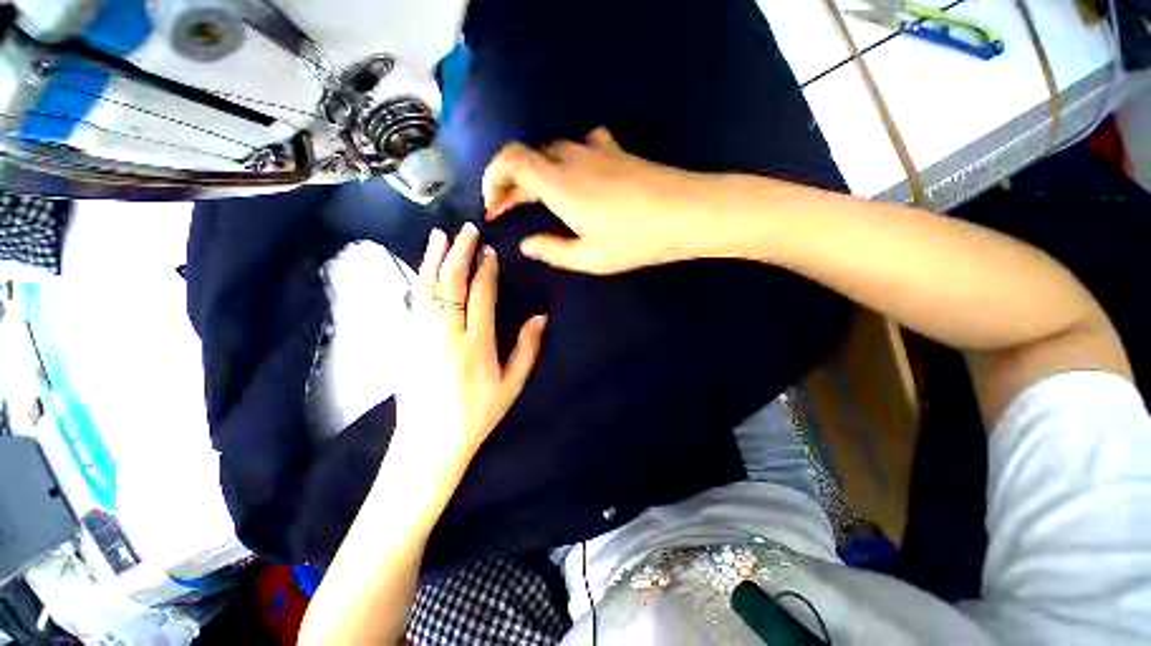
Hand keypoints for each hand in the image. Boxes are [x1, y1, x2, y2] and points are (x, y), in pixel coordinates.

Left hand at [394, 223, 546, 469]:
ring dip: (433, 259)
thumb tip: (540, 318)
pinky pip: (413, 303)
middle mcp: (446, 334)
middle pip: (451, 283)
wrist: (429, 442)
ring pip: (426, 288)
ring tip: (439, 236)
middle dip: (459, 253)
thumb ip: (527, 349)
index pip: (480, 295)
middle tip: (466, 230)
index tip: (489, 251)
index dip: (485, 270)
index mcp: (476, 344)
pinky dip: (419, 280)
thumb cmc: (477, 414)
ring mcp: (421, 336)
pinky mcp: (406, 342)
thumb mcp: (511, 386)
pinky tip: (422, 268)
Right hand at [482, 127, 717, 274]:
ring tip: (536, 196)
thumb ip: (552, 250)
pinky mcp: (616, 151)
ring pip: (551, 150)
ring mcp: (596, 151)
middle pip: (527, 156)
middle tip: (506, 209)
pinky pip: (581, 144)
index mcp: (560, 185)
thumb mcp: (589, 257)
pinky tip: (575, 173)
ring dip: (535, 170)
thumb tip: (526, 244)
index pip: (510, 161)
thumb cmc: (636, 241)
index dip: (492, 178)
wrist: (687, 213)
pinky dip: (566, 157)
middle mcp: (572, 160)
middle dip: (509, 181)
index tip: (491, 205)